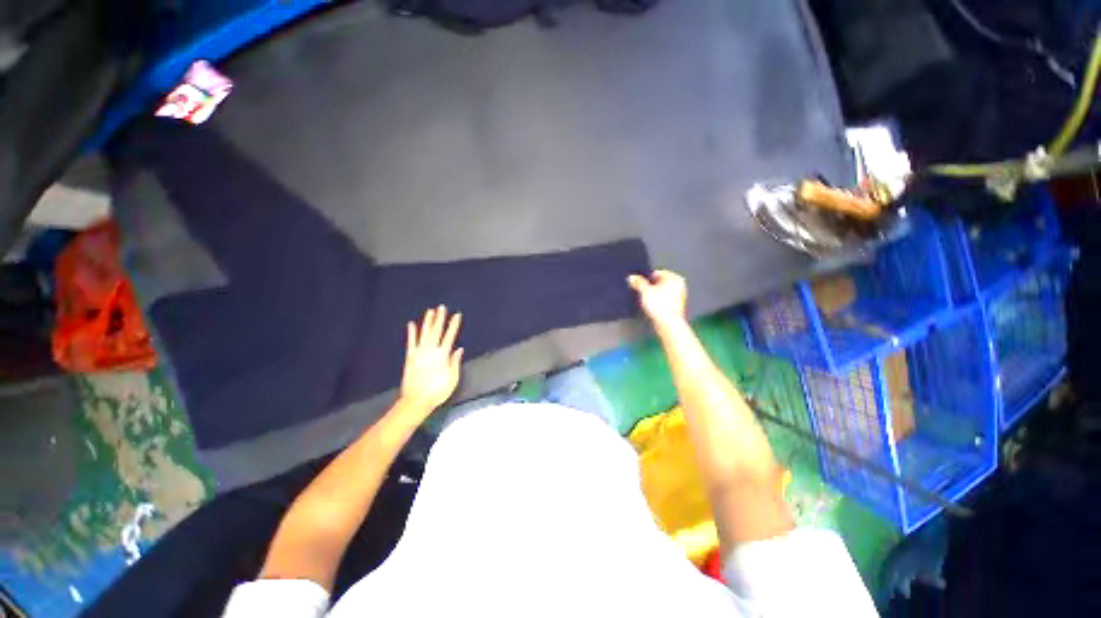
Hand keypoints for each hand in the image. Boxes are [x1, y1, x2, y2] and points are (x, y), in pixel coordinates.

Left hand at [399, 306, 463, 413]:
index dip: (454, 325)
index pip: (450, 336)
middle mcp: (430, 351)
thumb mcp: (452, 379)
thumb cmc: (437, 392)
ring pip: (424, 333)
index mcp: (442, 356)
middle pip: (436, 331)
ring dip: (427, 322)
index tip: (457, 315)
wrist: (416, 401)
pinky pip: (411, 342)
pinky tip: (412, 324)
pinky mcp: (410, 357)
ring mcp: (419, 353)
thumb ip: (455, 362)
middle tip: (442, 307)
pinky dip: (411, 333)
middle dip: (440, 318)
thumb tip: (459, 349)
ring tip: (430, 311)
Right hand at [628, 270, 687, 330]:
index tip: (638, 282)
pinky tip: (651, 306)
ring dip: (653, 294)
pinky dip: (657, 302)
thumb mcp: (645, 291)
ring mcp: (678, 296)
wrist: (668, 324)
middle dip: (649, 286)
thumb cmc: (661, 306)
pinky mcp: (675, 306)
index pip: (657, 273)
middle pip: (659, 282)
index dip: (646, 278)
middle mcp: (679, 286)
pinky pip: (663, 300)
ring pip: (661, 292)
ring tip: (646, 300)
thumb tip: (632, 278)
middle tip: (640, 291)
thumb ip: (638, 282)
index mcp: (675, 278)